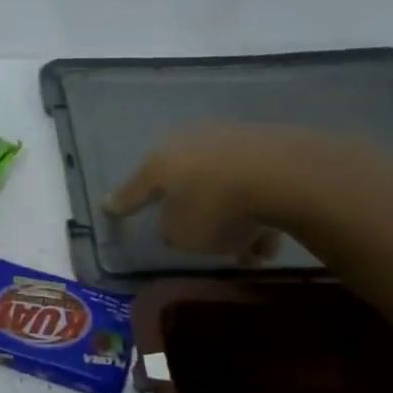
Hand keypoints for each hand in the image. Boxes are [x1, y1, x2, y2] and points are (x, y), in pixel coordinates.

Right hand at [104, 125, 392, 261]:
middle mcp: (188, 145)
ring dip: (232, 219)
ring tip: (250, 252)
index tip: (108, 207)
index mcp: (159, 165)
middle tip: (201, 240)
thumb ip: (173, 233)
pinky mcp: (265, 144)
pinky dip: (257, 210)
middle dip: (192, 213)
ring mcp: (228, 140)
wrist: (283, 174)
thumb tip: (176, 226)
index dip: (121, 203)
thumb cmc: (217, 208)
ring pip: (222, 187)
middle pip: (184, 185)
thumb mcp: (184, 236)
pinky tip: (272, 238)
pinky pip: (252, 185)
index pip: (134, 189)